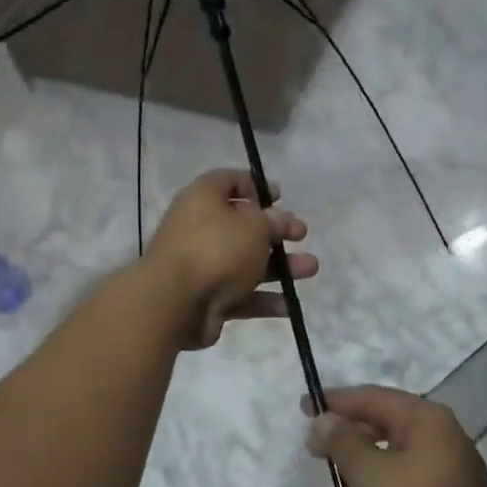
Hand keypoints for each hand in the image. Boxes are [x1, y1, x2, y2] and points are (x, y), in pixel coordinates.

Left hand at [142, 169, 315, 349]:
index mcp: (203, 199)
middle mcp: (199, 229)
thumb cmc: (216, 249)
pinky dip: (264, 299)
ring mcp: (202, 266)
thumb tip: (279, 218)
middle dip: (276, 232)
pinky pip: (240, 295)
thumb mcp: (254, 226)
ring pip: (246, 262)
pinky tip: (290, 305)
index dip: (255, 185)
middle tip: (301, 235)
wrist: (175, 303)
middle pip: (242, 226)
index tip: (280, 196)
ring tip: (311, 269)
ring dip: (280, 266)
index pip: (228, 181)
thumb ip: (272, 221)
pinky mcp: (206, 298)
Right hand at [303, 386, 486, 486]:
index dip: (334, 401)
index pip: (370, 397)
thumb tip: (324, 419)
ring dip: (360, 466)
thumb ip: (342, 442)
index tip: (304, 407)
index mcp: (424, 419)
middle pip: (382, 424)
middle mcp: (439, 437)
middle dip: (346, 434)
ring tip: (333, 480)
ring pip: (391, 456)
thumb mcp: (369, 473)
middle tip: (313, 448)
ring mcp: (445, 471)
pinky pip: (401, 484)